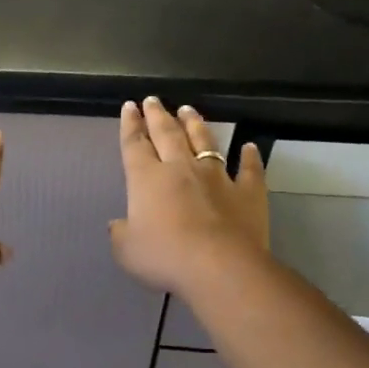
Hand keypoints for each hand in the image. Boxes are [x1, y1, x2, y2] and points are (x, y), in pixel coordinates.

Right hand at [110, 97, 268, 296]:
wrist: (220, 268)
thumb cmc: (165, 257)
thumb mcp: (127, 250)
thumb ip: (121, 234)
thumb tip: (118, 224)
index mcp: (146, 179)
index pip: (134, 144)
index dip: (130, 125)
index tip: (129, 106)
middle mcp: (180, 168)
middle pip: (167, 134)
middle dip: (157, 115)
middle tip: (153, 100)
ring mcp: (217, 177)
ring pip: (204, 142)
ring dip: (195, 124)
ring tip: (188, 110)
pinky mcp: (248, 192)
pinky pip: (249, 170)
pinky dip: (250, 157)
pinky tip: (250, 147)